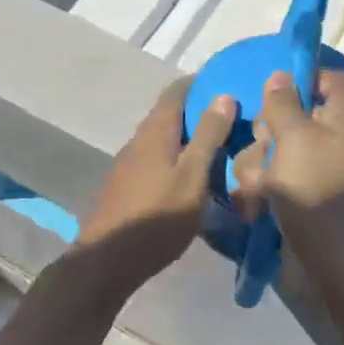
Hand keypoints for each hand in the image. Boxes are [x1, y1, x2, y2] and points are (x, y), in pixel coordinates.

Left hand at [76, 78, 235, 286]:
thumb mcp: (193, 176)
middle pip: (170, 114)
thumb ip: (209, 136)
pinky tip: (194, 175)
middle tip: (235, 119)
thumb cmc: (157, 217)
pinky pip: (158, 159)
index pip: (177, 91)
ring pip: (164, 139)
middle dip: (200, 111)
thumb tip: (224, 95)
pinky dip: (178, 157)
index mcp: (155, 132)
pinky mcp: (128, 185)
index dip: (201, 83)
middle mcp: (139, 140)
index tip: (229, 83)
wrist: (108, 261)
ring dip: (189, 137)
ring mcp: (130, 164)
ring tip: (221, 147)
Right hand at [231, 69, 343, 281]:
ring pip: (270, 152)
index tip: (274, 91)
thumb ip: (282, 105)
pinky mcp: (296, 201)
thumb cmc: (319, 193)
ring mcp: (313, 174)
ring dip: (255, 167)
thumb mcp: (296, 139)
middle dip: (265, 133)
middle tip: (265, 148)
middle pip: (290, 117)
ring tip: (258, 191)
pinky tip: (253, 209)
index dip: (307, 79)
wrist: (337, 266)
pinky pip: (269, 183)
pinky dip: (258, 193)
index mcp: (342, 120)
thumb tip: (281, 76)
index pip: (334, 81)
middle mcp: (330, 142)